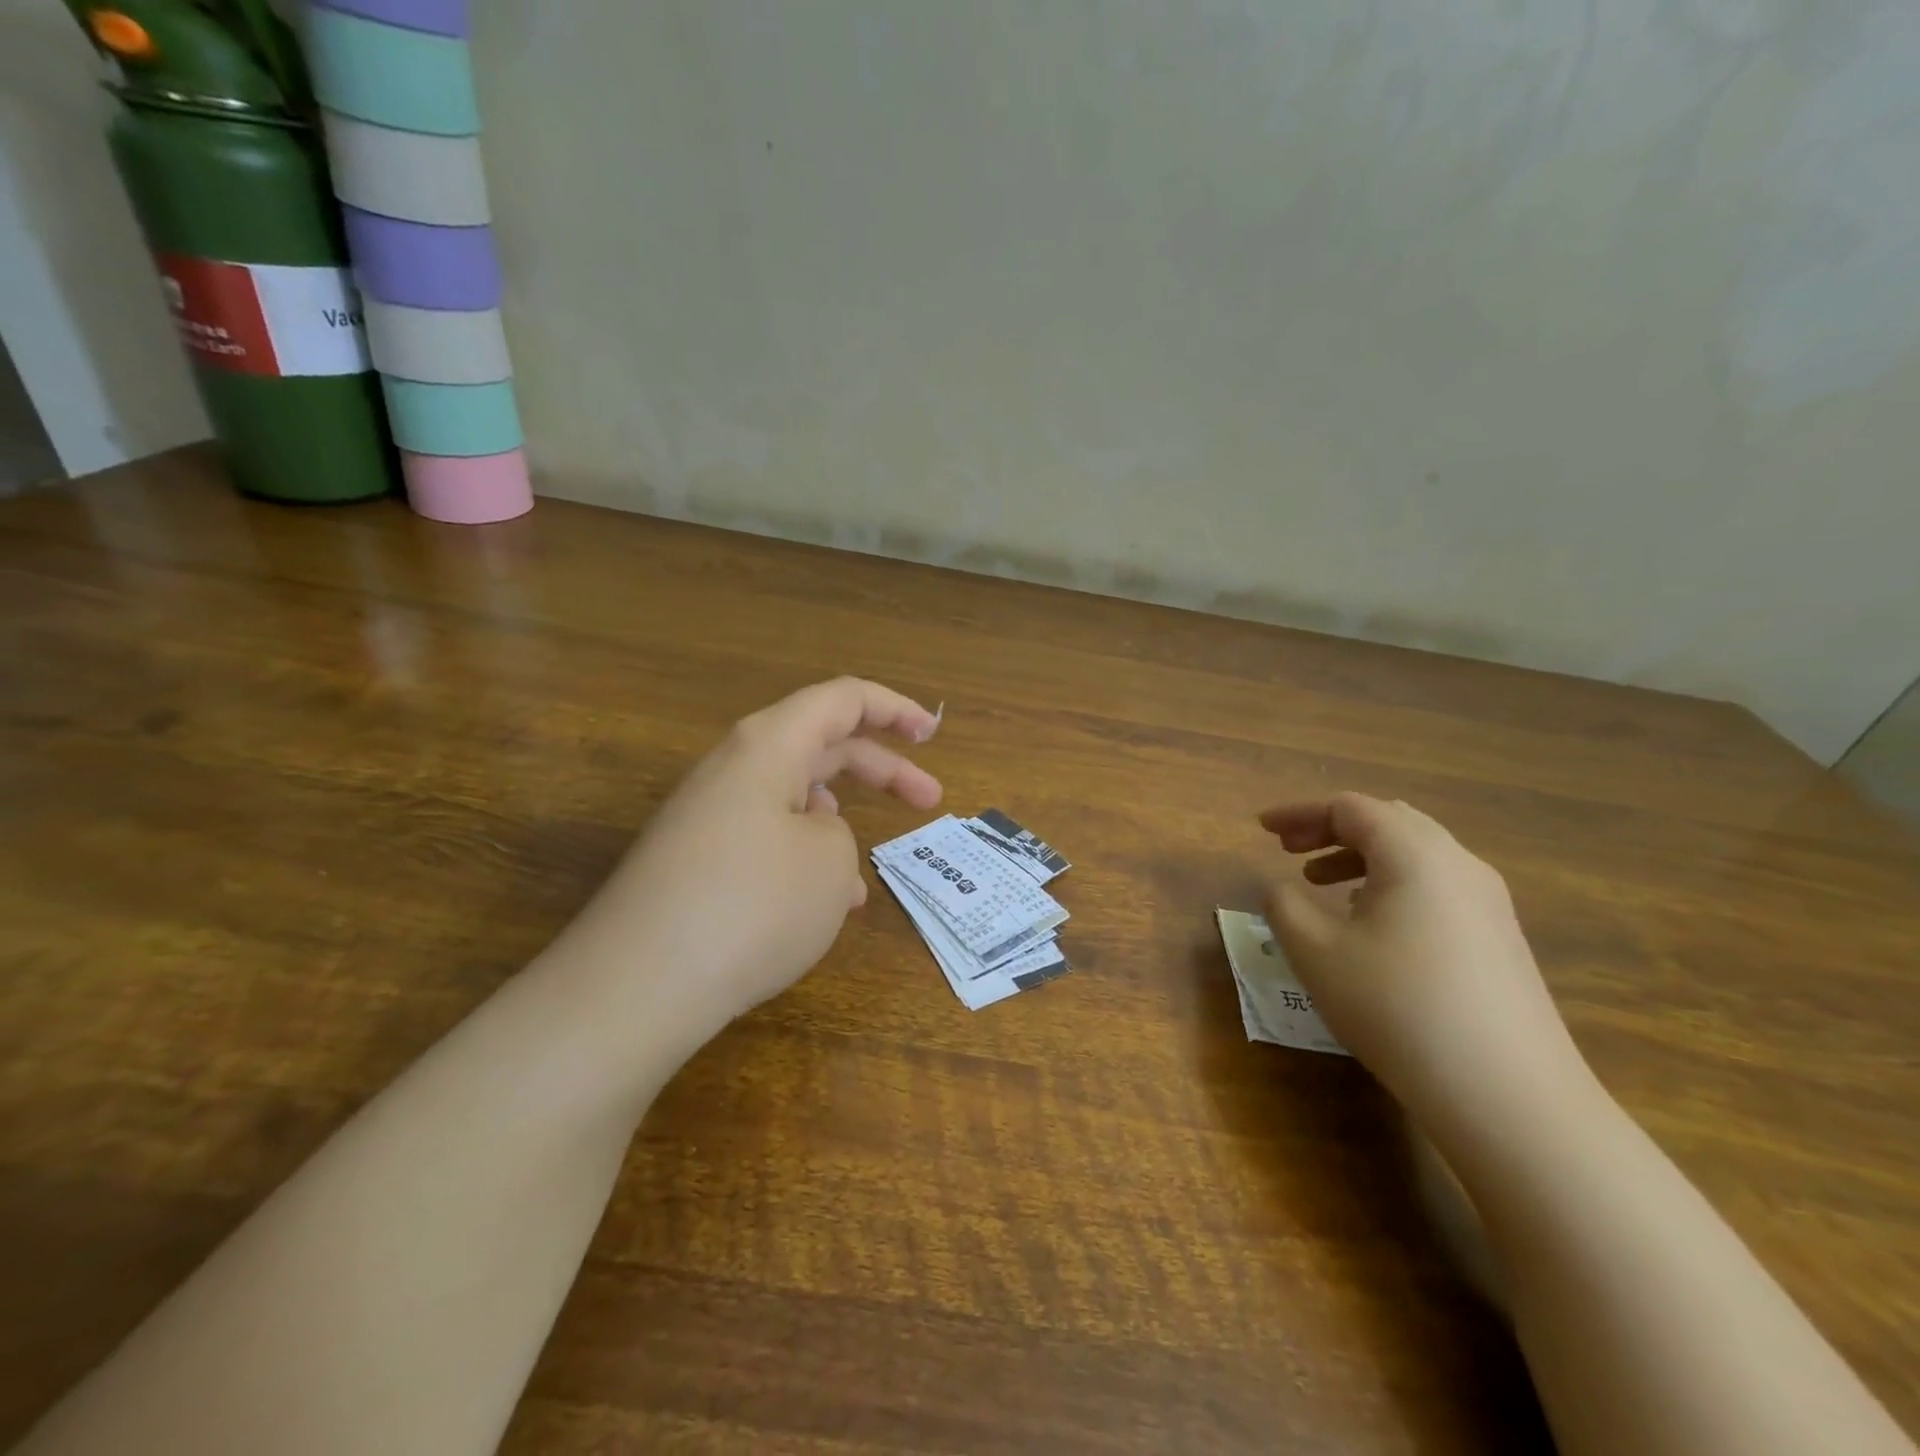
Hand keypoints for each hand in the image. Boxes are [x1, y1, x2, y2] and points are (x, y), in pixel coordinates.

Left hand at [554, 678, 942, 1042]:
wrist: (635, 987)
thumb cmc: (752, 904)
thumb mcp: (829, 861)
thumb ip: (836, 832)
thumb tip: (809, 835)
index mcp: (769, 746)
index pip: (842, 700)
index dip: (894, 710)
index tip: (933, 736)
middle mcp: (734, 770)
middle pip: (822, 748)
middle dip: (881, 771)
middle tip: (930, 801)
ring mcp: (708, 817)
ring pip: (793, 801)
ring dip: (839, 828)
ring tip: (862, 884)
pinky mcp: (694, 863)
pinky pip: (765, 842)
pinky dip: (803, 862)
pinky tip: (817, 910)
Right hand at [1261, 793, 1588, 1126]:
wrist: (1508, 1096)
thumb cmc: (1397, 1007)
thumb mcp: (1316, 952)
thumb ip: (1283, 905)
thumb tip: (1280, 887)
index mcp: (1414, 854)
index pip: (1349, 808)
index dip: (1299, 813)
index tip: (1261, 829)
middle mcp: (1459, 864)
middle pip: (1387, 821)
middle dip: (1331, 829)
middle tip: (1288, 850)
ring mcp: (1489, 903)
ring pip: (1415, 854)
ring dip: (1360, 857)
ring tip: (1320, 883)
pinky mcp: (1501, 939)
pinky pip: (1436, 886)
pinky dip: (1391, 884)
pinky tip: (1370, 924)